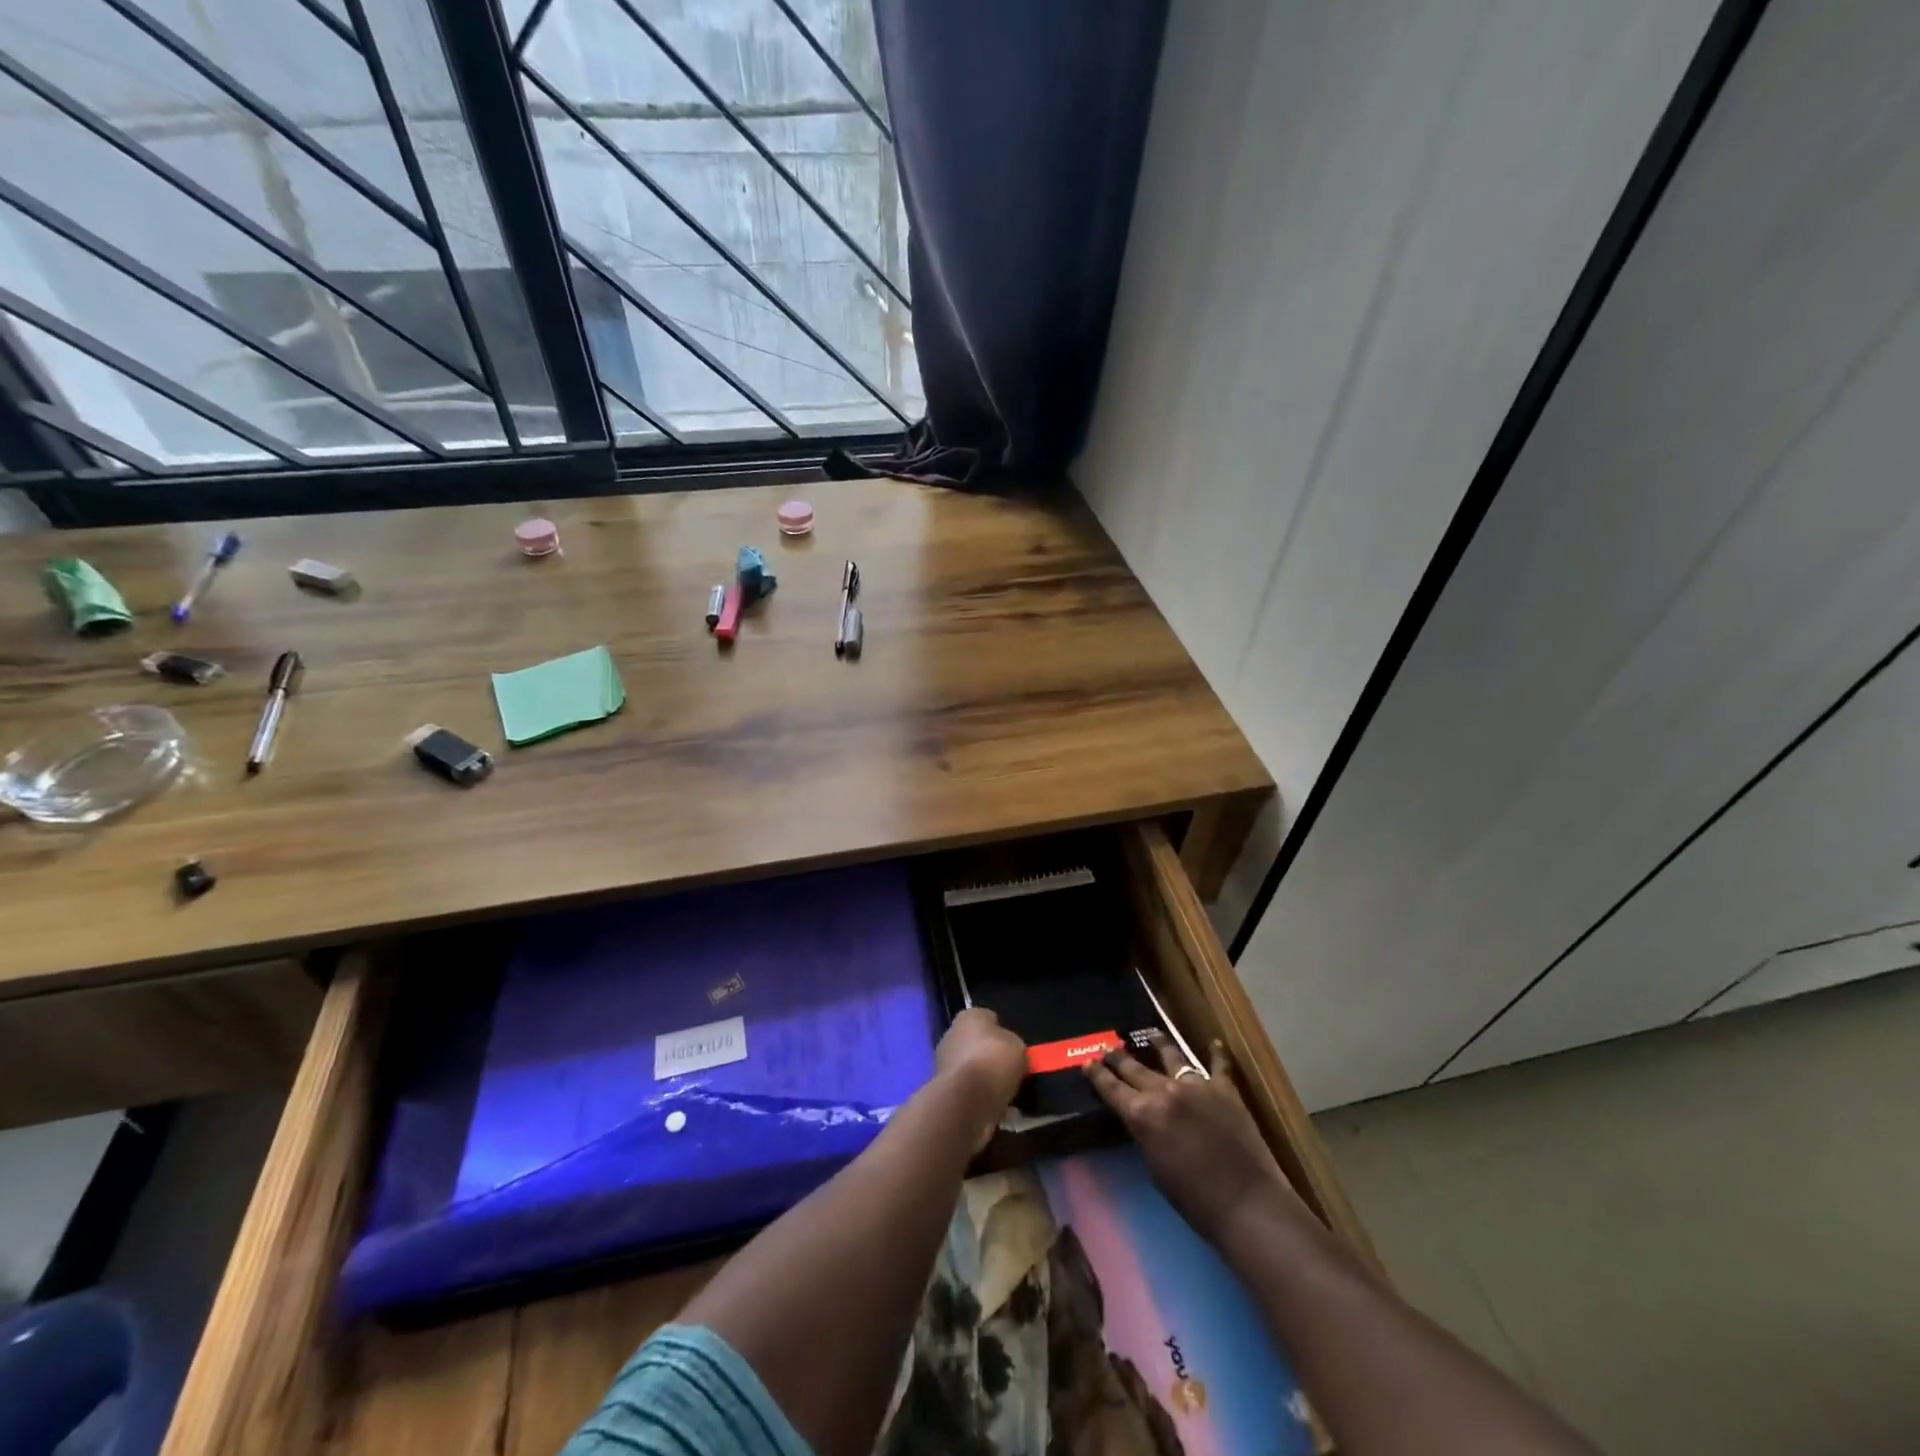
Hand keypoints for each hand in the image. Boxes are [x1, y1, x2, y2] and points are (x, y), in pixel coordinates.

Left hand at [934, 1008, 1026, 1147]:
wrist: (968, 1101)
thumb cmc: (994, 1061)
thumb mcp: (1018, 1046)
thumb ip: (1013, 1044)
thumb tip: (1008, 1050)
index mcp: (968, 1017)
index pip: (988, 1019)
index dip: (1003, 1033)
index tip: (1014, 1048)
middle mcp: (952, 1035)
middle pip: (978, 1045)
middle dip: (993, 1058)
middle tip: (1013, 1071)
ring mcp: (945, 1063)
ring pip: (974, 1070)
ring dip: (987, 1080)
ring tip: (1010, 1093)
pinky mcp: (945, 1090)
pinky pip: (970, 1092)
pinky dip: (983, 1099)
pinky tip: (999, 1108)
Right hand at [1084, 1033, 1297, 1246]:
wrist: (1247, 1204)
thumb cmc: (1195, 1200)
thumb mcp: (1156, 1170)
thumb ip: (1147, 1137)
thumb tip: (1147, 1122)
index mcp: (1143, 1114)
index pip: (1112, 1089)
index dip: (1097, 1075)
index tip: (1087, 1062)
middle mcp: (1165, 1091)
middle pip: (1135, 1068)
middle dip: (1119, 1057)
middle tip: (1108, 1048)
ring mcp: (1196, 1086)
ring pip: (1172, 1056)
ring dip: (1160, 1044)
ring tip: (1153, 1034)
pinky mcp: (1225, 1090)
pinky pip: (1218, 1065)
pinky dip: (1216, 1054)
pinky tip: (1215, 1043)